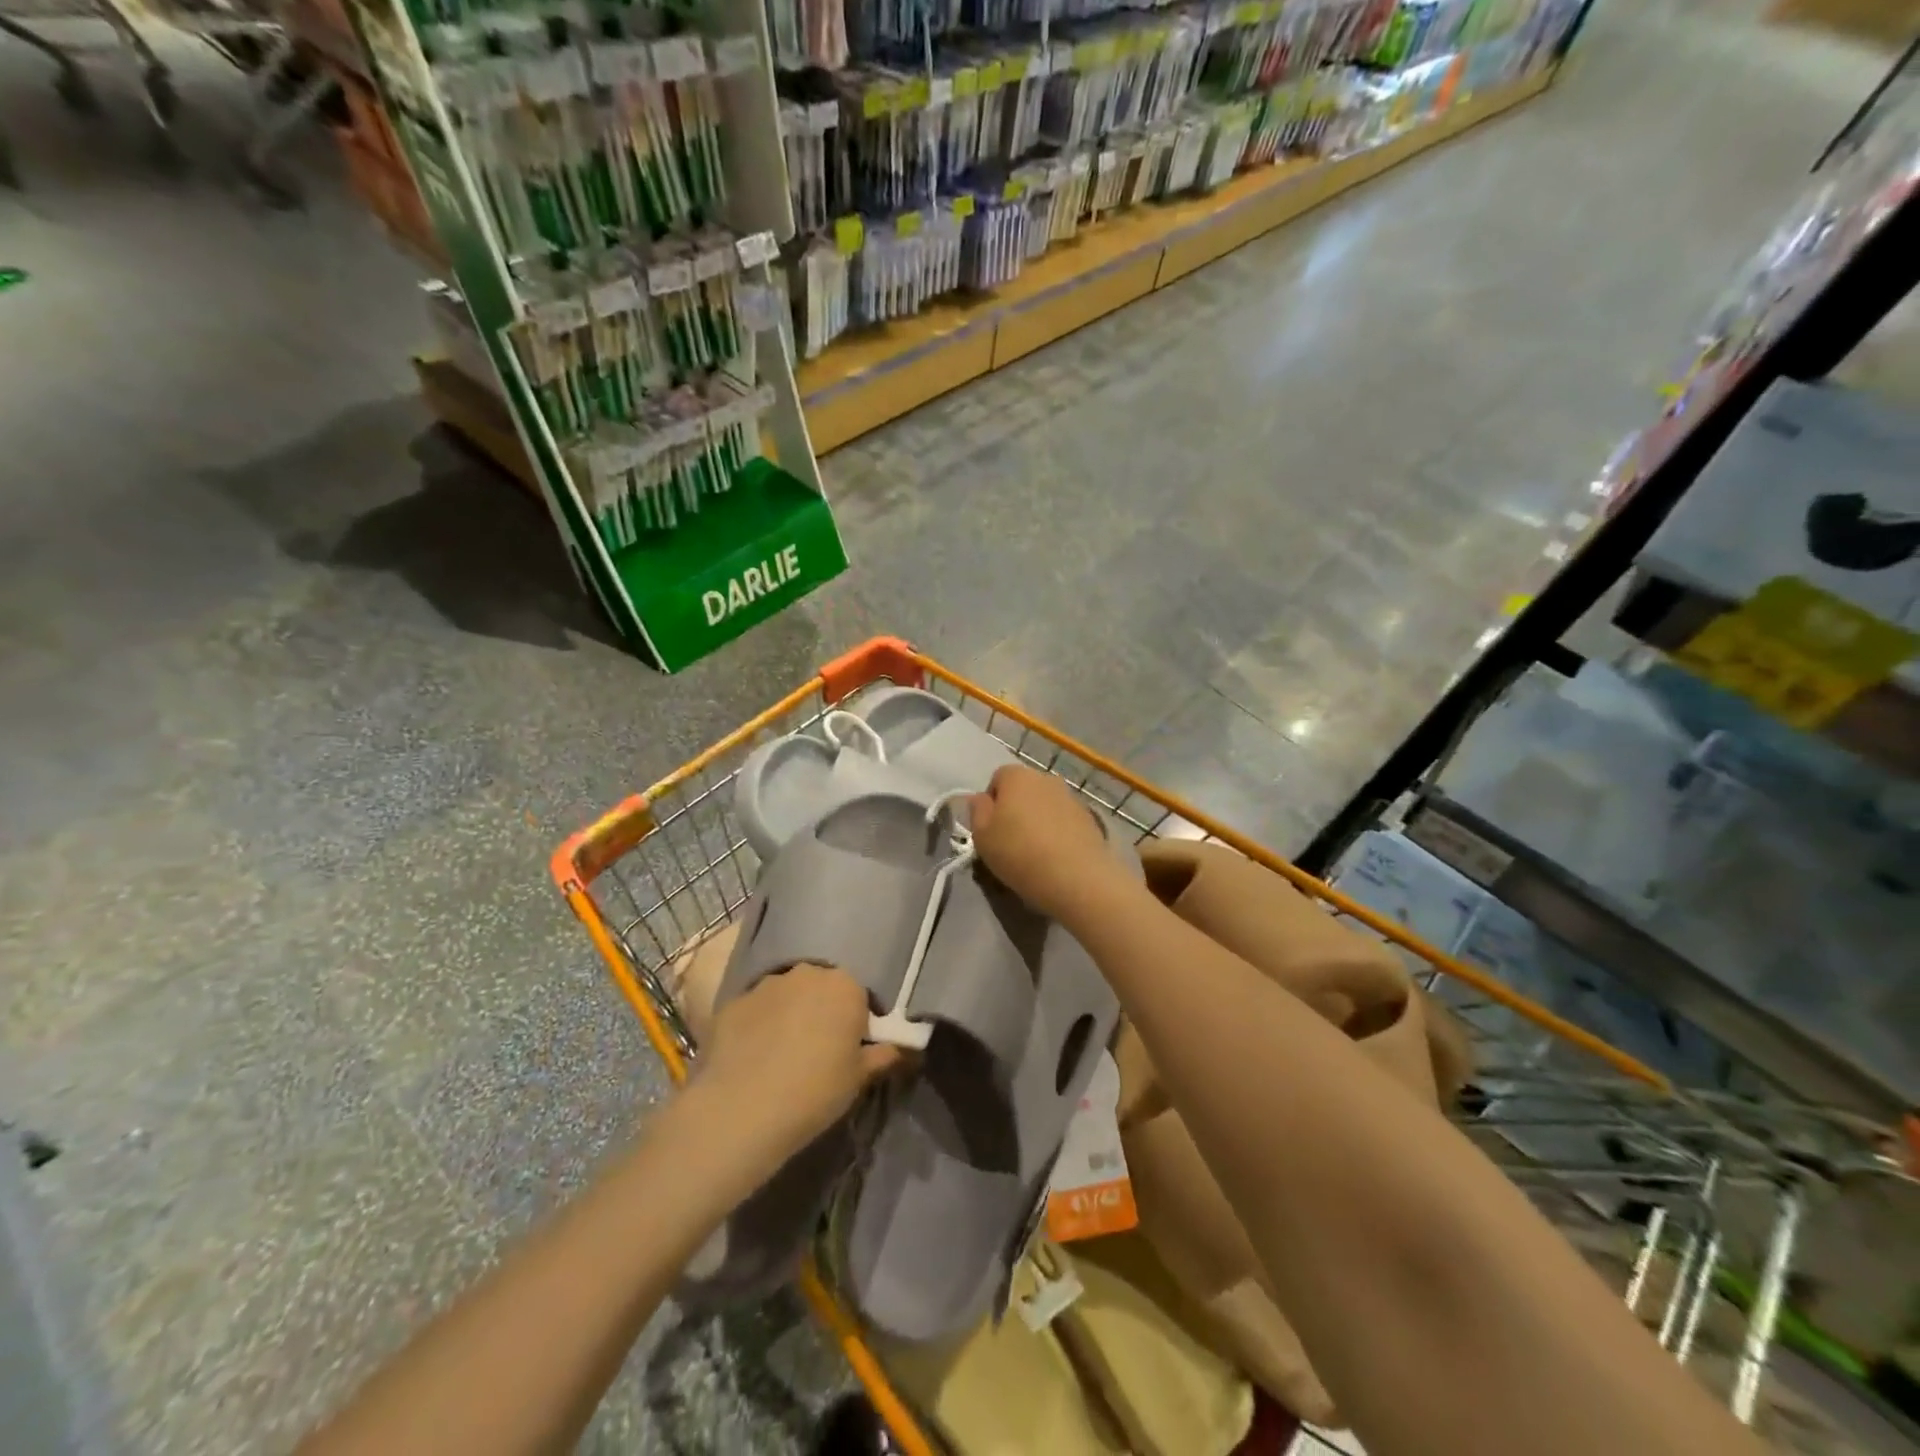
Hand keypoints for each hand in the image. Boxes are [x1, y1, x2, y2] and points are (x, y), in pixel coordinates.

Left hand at [693, 965, 903, 1160]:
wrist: (741, 1110)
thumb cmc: (815, 1091)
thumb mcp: (859, 1079)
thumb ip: (883, 1056)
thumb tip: (902, 1048)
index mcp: (845, 986)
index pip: (860, 997)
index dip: (857, 1023)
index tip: (850, 1050)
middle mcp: (807, 973)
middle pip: (822, 989)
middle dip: (822, 1012)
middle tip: (818, 1051)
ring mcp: (766, 984)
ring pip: (787, 996)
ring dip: (789, 1015)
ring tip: (781, 1056)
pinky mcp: (733, 1002)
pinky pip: (755, 1010)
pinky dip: (758, 1026)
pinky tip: (752, 1058)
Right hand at [968, 765, 1129, 921]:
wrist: (1077, 878)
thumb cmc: (1020, 853)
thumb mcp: (981, 836)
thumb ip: (977, 811)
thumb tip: (981, 799)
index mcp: (1017, 776)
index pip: (997, 779)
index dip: (991, 804)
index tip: (991, 831)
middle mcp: (1046, 778)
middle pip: (1023, 790)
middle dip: (1016, 810)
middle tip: (1010, 842)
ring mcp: (1071, 797)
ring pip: (1045, 806)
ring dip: (1038, 821)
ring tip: (1035, 853)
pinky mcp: (1090, 818)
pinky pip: (1064, 821)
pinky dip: (1058, 833)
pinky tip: (1057, 857)